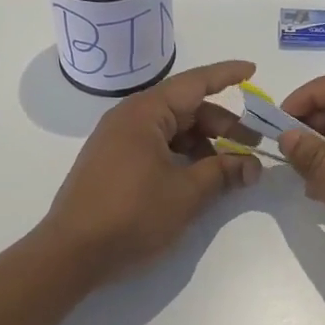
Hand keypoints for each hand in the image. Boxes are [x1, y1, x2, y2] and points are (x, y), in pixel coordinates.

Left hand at [39, 59, 263, 286]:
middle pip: (186, 108)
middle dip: (223, 124)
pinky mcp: (114, 162)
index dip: (226, 75)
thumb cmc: (131, 215)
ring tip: (231, 168)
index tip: (253, 70)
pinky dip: (183, 155)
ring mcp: (119, 140)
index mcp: (145, 112)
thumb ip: (222, 173)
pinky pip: (157, 146)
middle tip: (254, 144)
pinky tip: (200, 176)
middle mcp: (130, 117)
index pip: (195, 82)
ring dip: (204, 143)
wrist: (69, 254)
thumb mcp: (185, 194)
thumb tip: (252, 166)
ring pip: (173, 130)